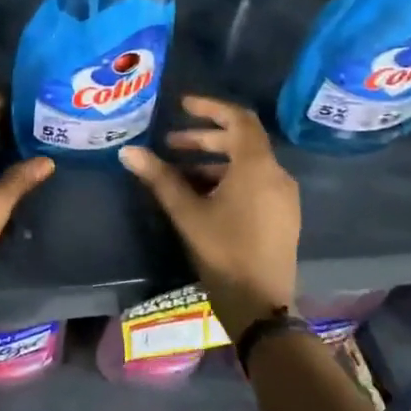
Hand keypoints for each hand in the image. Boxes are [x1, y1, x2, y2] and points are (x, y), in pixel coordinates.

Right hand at [119, 95, 300, 332]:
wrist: (260, 305)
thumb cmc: (223, 251)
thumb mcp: (186, 212)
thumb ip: (160, 177)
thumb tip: (128, 151)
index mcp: (257, 167)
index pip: (239, 119)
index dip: (211, 107)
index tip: (182, 105)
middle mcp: (276, 175)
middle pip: (242, 141)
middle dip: (205, 137)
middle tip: (170, 143)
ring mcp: (283, 197)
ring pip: (247, 163)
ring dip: (213, 160)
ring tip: (179, 172)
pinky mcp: (281, 215)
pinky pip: (254, 182)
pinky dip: (227, 177)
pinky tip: (201, 194)